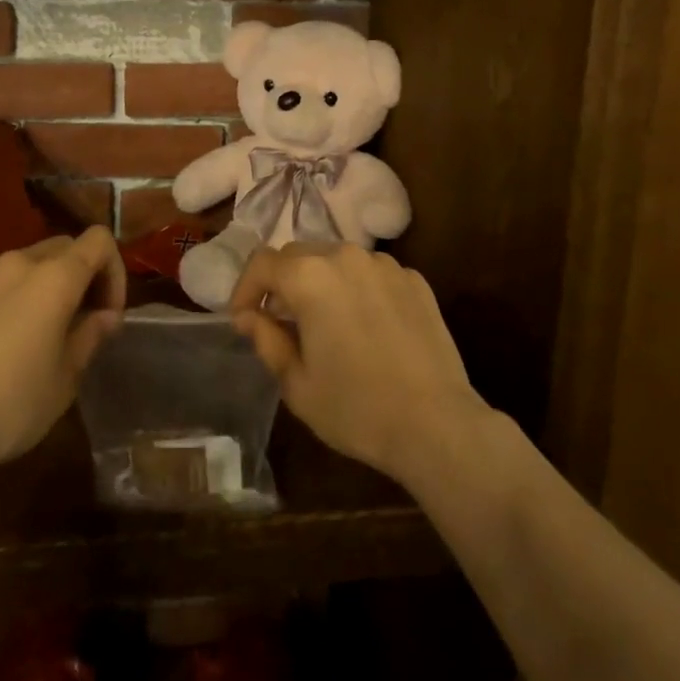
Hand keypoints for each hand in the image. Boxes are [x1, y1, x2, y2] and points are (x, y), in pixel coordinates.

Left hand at [0, 228, 125, 478]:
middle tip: (73, 322)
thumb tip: (105, 316)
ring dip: (32, 289)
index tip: (106, 313)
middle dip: (75, 277)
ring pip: (17, 266)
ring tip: (24, 335)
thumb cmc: (11, 405)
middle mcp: (15, 263)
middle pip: (60, 248)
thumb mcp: (65, 379)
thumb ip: (90, 336)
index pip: (99, 241)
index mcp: (54, 277)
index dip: (113, 271)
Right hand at [229, 243, 487, 486]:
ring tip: (325, 323)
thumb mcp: (297, 383)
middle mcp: (345, 256)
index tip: (242, 318)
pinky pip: (371, 274)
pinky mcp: (414, 279)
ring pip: (337, 260)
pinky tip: (365, 327)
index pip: (262, 263)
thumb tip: (248, 316)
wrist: (437, 425)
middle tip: (281, 322)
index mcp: (309, 277)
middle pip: (299, 255)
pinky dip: (357, 290)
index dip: (245, 288)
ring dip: (321, 283)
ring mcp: (384, 264)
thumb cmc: (356, 408)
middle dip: (282, 283)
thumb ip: (266, 339)